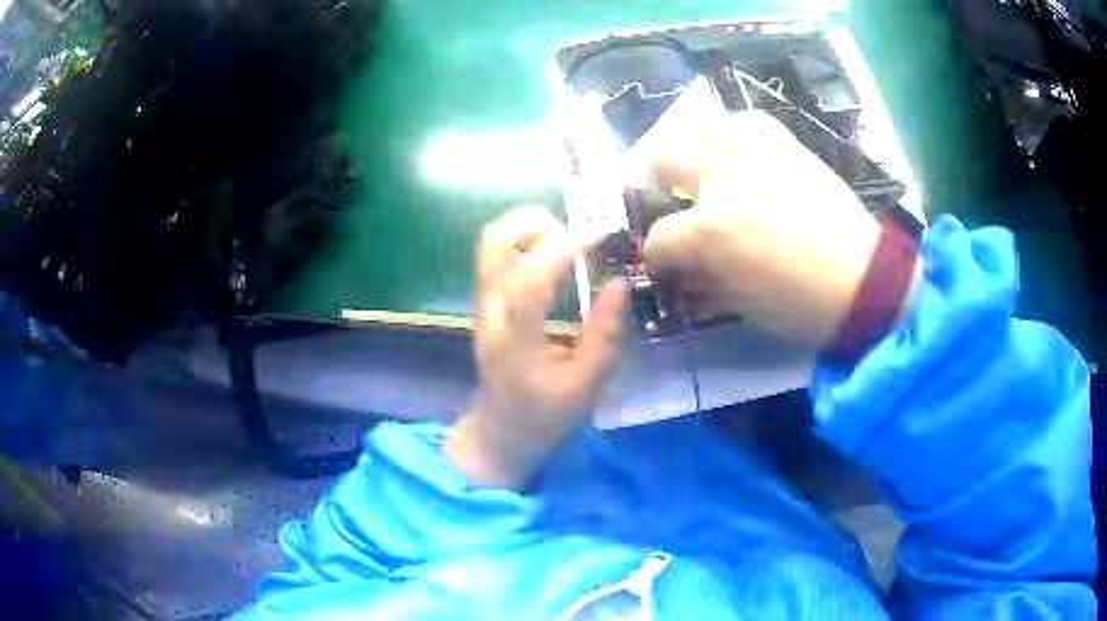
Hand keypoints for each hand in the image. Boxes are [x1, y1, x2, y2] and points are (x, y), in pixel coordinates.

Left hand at [444, 207, 627, 488]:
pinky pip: (499, 253)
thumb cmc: (543, 416)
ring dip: (531, 228)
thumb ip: (604, 337)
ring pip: (493, 241)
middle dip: (540, 225)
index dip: (564, 248)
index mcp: (514, 340)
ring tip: (570, 243)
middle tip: (580, 239)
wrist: (499, 430)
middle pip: (495, 242)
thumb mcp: (584, 387)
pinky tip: (556, 255)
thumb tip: (620, 283)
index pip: (529, 279)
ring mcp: (484, 302)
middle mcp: (491, 311)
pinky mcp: (487, 299)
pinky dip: (528, 239)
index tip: (601, 234)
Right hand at [642, 110, 880, 346]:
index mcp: (709, 230)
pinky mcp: (786, 146)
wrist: (864, 282)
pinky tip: (738, 151)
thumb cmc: (801, 306)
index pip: (660, 238)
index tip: (666, 266)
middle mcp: (724, 179)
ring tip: (700, 168)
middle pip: (665, 158)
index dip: (657, 257)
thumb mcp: (740, 305)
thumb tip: (681, 271)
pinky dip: (733, 133)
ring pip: (702, 127)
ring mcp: (756, 155)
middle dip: (657, 183)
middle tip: (671, 200)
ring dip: (691, 148)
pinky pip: (747, 120)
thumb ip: (701, 281)